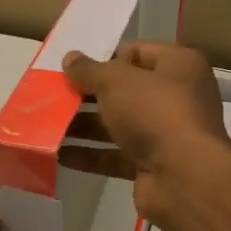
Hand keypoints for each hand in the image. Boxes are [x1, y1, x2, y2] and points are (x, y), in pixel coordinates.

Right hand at [60, 42, 230, 225]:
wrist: (184, 177)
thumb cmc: (155, 111)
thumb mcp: (116, 81)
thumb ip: (90, 70)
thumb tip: (71, 58)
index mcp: (179, 65)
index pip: (138, 53)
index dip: (106, 58)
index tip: (74, 68)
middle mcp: (176, 96)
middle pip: (125, 90)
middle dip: (89, 94)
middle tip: (53, 95)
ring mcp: (165, 133)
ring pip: (118, 124)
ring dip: (83, 125)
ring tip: (45, 124)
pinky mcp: (152, 165)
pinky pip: (115, 155)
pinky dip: (89, 154)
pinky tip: (57, 154)